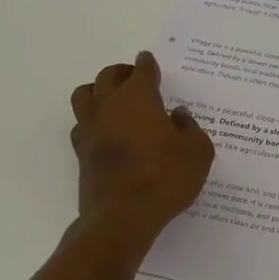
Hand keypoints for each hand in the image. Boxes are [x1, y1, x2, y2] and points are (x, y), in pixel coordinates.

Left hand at [69, 52, 213, 243]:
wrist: (123, 216)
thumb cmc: (165, 178)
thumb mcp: (197, 152)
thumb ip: (190, 128)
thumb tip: (178, 116)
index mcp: (138, 97)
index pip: (142, 70)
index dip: (148, 65)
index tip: (150, 62)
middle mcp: (109, 105)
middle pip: (108, 76)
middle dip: (123, 72)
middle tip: (135, 78)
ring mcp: (90, 128)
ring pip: (84, 95)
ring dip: (98, 91)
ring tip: (113, 100)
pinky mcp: (80, 152)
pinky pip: (82, 125)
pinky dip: (92, 122)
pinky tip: (105, 132)